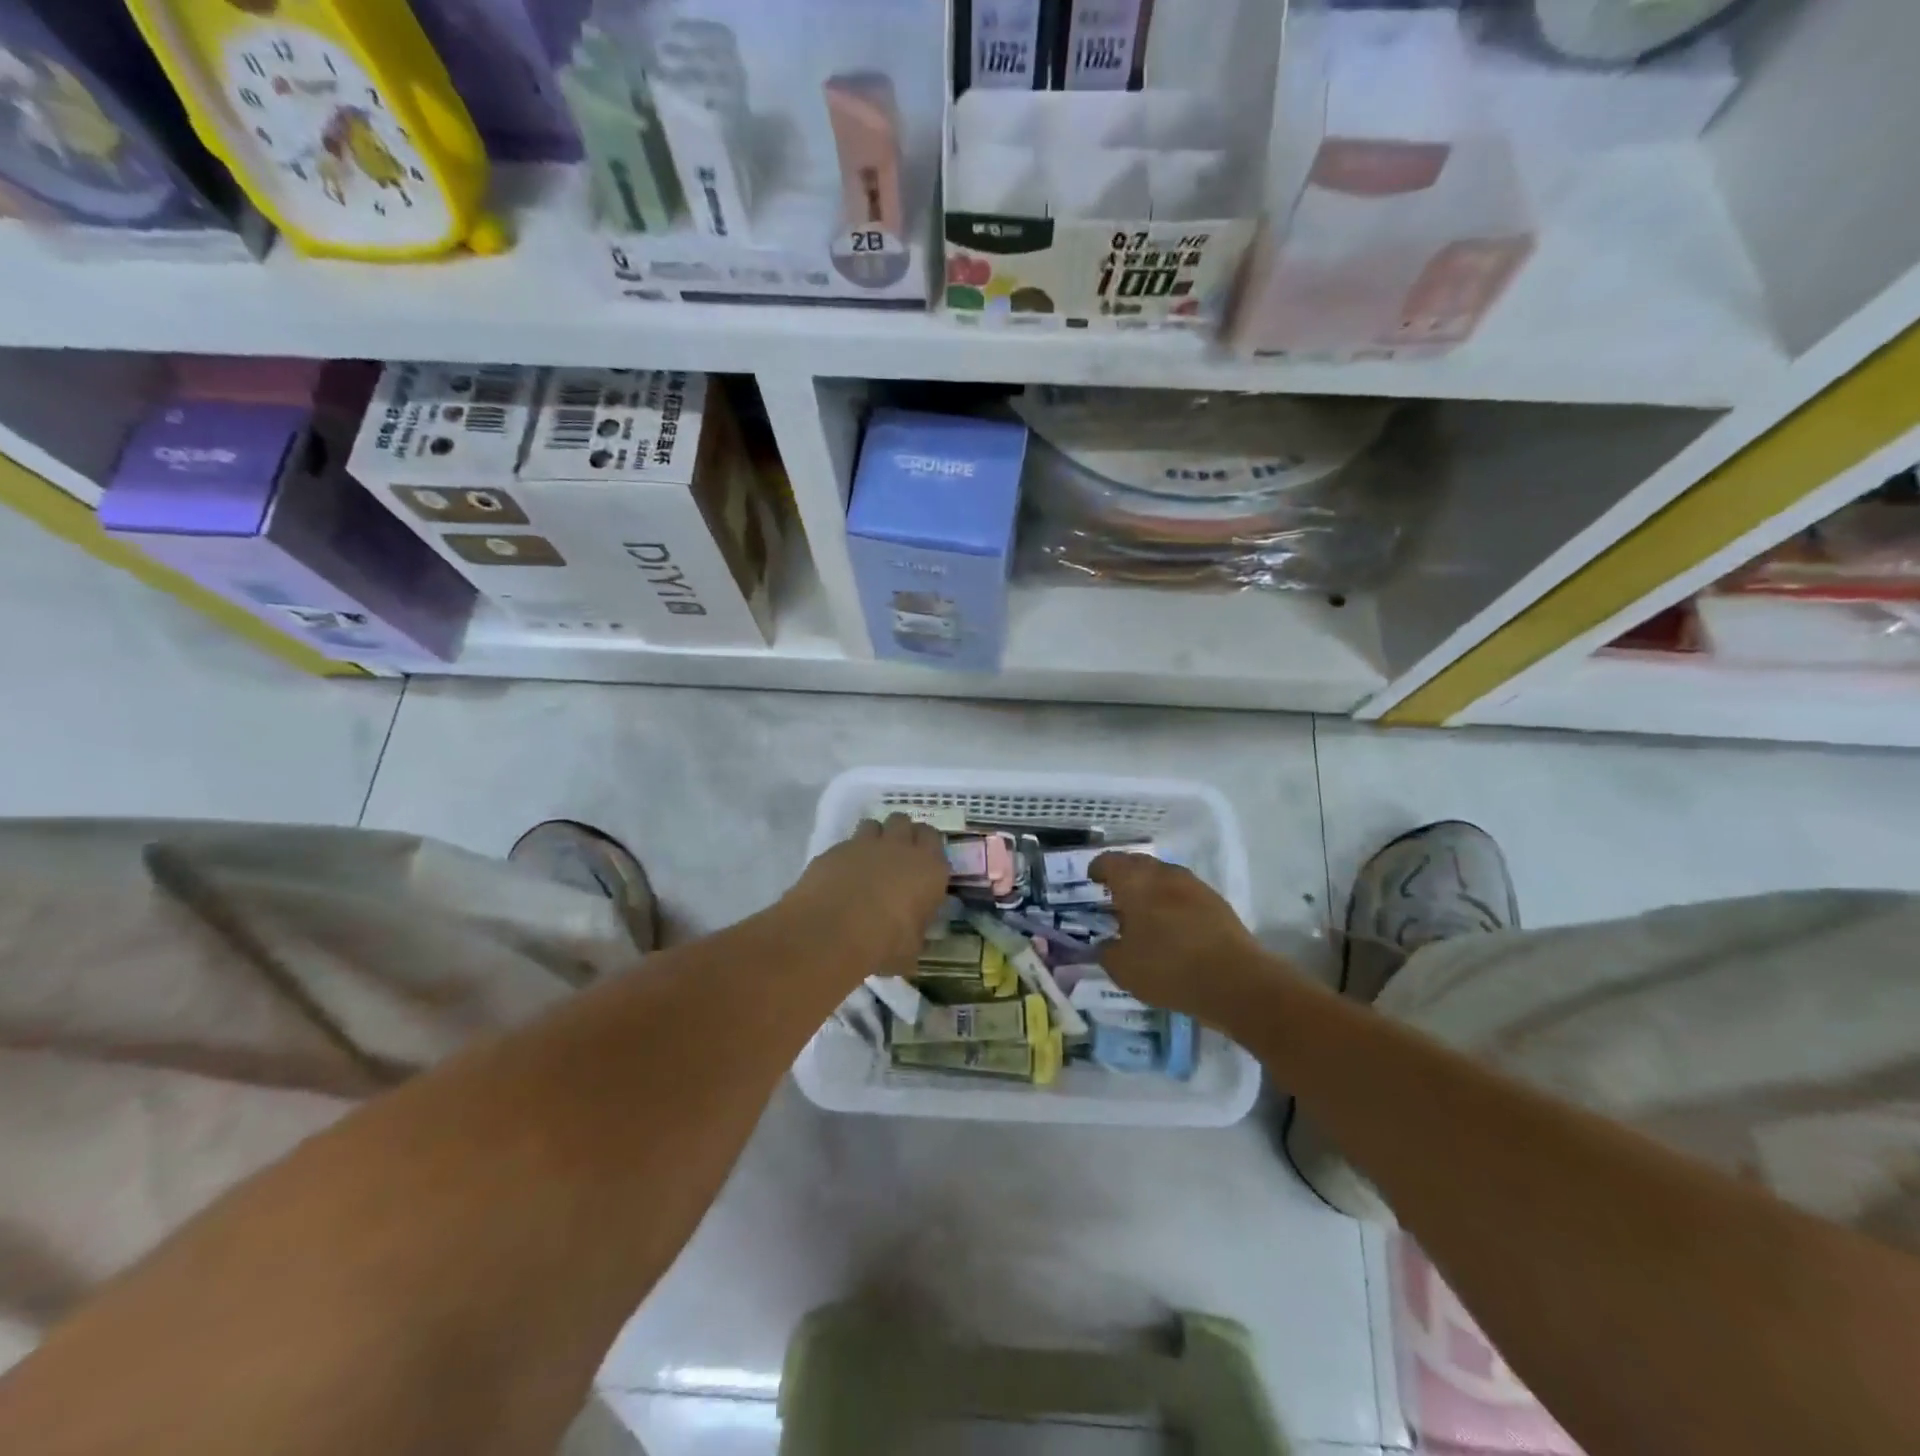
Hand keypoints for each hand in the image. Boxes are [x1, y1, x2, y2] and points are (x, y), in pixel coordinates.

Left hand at [784, 814, 948, 977]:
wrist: (833, 930)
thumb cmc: (884, 942)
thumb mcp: (911, 948)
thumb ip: (914, 932)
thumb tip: (910, 935)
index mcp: (929, 868)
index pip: (933, 838)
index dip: (926, 846)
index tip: (920, 862)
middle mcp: (900, 847)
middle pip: (903, 821)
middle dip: (900, 833)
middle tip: (895, 857)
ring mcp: (865, 844)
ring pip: (874, 824)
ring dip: (874, 838)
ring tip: (868, 862)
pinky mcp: (835, 850)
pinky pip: (845, 844)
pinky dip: (846, 856)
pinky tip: (841, 878)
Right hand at [1090, 852, 1272, 1020]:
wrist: (1236, 981)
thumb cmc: (1168, 968)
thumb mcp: (1123, 968)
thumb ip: (1107, 952)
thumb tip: (1106, 944)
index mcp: (1135, 881)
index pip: (1109, 861)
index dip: (1098, 869)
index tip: (1093, 881)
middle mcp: (1163, 874)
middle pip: (1138, 864)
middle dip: (1124, 876)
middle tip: (1115, 896)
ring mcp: (1193, 885)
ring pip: (1163, 877)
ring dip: (1150, 888)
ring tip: (1144, 913)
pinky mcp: (1216, 902)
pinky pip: (1184, 893)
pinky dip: (1172, 902)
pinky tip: (1172, 926)